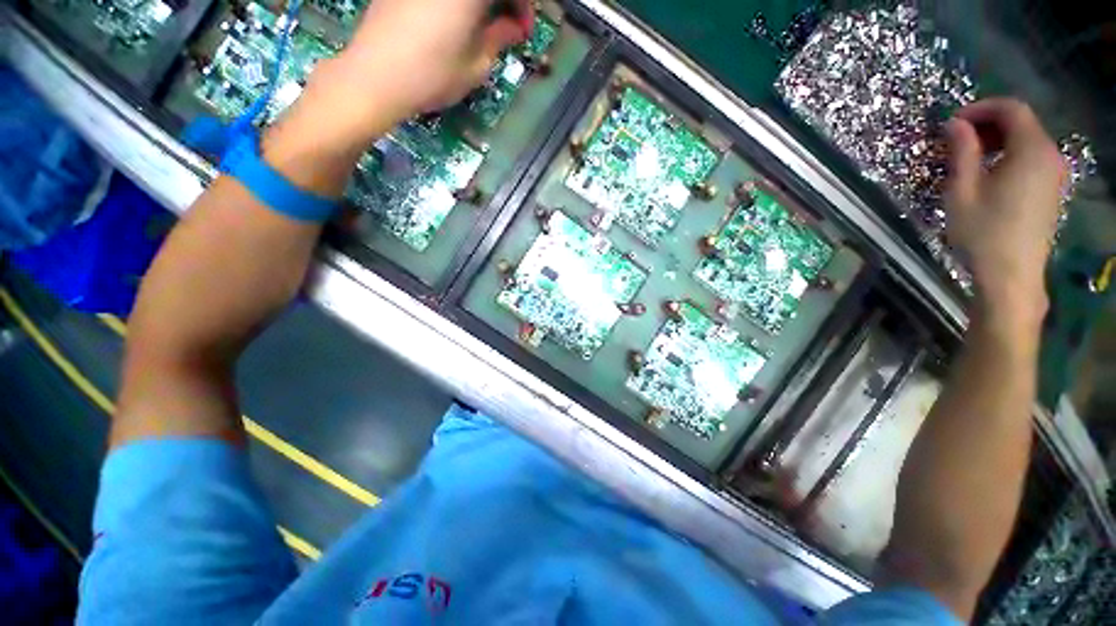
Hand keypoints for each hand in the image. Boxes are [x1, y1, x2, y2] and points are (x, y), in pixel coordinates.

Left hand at [310, 0, 532, 132]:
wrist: (376, 76)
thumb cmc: (433, 75)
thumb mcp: (476, 65)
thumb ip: (499, 38)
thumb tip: (513, 26)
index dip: (524, 5)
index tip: (523, 30)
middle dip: (505, 1)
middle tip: (508, 26)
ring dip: (482, 4)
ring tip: (484, 25)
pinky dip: (458, 3)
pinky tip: (458, 19)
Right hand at [944, 98, 1066, 323]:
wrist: (1011, 275)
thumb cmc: (983, 233)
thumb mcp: (962, 191)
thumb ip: (962, 152)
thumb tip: (955, 124)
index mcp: (1031, 150)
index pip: (1011, 109)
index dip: (981, 108)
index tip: (952, 123)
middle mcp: (1050, 155)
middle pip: (1022, 122)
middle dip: (988, 124)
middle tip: (956, 140)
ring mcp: (1054, 174)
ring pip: (1027, 140)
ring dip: (997, 140)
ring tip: (968, 157)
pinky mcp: (1051, 190)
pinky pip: (1031, 158)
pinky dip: (1009, 155)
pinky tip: (989, 173)